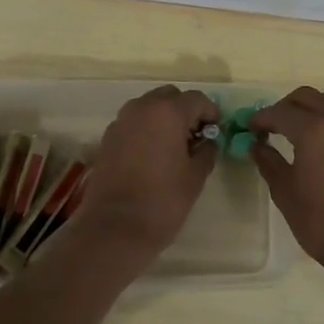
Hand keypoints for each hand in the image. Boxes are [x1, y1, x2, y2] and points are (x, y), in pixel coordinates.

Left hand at [71, 86, 221, 257]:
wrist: (115, 227)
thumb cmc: (162, 201)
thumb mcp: (195, 176)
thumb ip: (206, 151)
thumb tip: (207, 142)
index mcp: (167, 112)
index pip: (196, 99)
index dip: (210, 113)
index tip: (216, 131)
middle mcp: (141, 108)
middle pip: (169, 97)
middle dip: (185, 111)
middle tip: (196, 136)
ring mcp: (121, 122)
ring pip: (149, 107)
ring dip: (164, 118)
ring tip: (174, 146)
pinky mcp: (107, 138)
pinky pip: (133, 123)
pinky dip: (146, 129)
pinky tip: (153, 155)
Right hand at [248, 87, 323, 288]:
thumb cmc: (320, 222)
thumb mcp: (285, 192)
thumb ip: (268, 162)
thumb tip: (257, 145)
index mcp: (314, 131)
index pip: (281, 112)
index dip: (261, 117)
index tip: (250, 127)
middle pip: (309, 97)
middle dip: (287, 106)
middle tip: (273, 125)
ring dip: (315, 107)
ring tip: (302, 129)